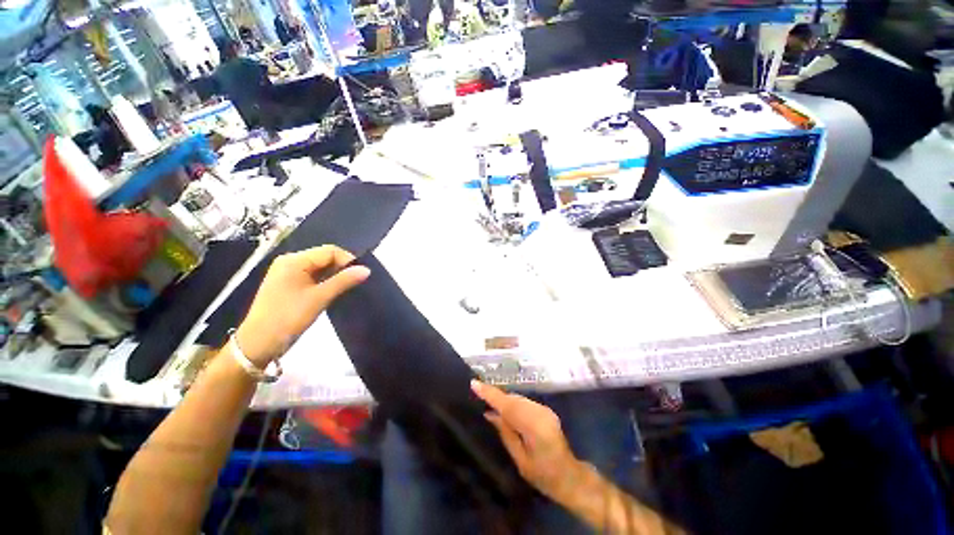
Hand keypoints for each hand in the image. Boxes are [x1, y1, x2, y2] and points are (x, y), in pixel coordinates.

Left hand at [235, 245, 369, 366]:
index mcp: (294, 261)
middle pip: (324, 257)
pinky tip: (332, 292)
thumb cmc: (288, 318)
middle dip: (342, 268)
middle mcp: (290, 262)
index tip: (360, 276)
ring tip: (346, 288)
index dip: (348, 260)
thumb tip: (367, 269)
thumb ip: (344, 281)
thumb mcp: (319, 298)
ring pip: (320, 268)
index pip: (330, 251)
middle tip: (355, 283)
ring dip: (334, 276)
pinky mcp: (288, 285)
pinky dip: (325, 282)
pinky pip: (313, 277)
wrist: (258, 344)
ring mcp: (288, 273)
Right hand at [471, 380, 586, 502]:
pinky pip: (524, 402)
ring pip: (518, 398)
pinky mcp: (546, 410)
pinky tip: (505, 408)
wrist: (570, 476)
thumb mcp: (520, 460)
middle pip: (513, 399)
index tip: (474, 383)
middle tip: (478, 392)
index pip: (508, 406)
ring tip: (488, 401)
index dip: (490, 394)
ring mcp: (545, 409)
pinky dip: (513, 403)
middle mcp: (540, 412)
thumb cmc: (544, 476)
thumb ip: (505, 433)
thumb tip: (490, 413)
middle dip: (496, 396)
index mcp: (534, 427)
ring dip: (504, 399)